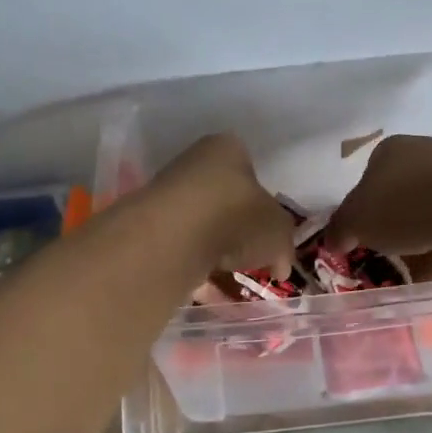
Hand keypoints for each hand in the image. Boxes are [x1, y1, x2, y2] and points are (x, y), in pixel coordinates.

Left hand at [147, 133, 296, 279]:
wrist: (174, 239)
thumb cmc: (236, 218)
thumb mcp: (279, 232)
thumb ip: (284, 247)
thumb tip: (280, 266)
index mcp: (228, 149)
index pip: (250, 170)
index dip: (263, 203)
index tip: (267, 232)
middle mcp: (193, 163)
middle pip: (223, 198)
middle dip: (236, 229)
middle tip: (249, 256)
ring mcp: (166, 193)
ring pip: (200, 224)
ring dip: (213, 249)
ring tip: (226, 274)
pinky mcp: (147, 225)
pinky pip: (179, 247)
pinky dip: (192, 264)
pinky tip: (203, 283)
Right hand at [325, 135, 431, 275]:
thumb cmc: (408, 202)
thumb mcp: (357, 218)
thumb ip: (340, 229)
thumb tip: (332, 241)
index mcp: (391, 152)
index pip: (364, 182)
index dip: (355, 212)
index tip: (352, 240)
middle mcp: (424, 164)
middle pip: (394, 203)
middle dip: (384, 231)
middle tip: (371, 260)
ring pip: (421, 224)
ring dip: (410, 248)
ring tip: (393, 277)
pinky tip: (420, 281)